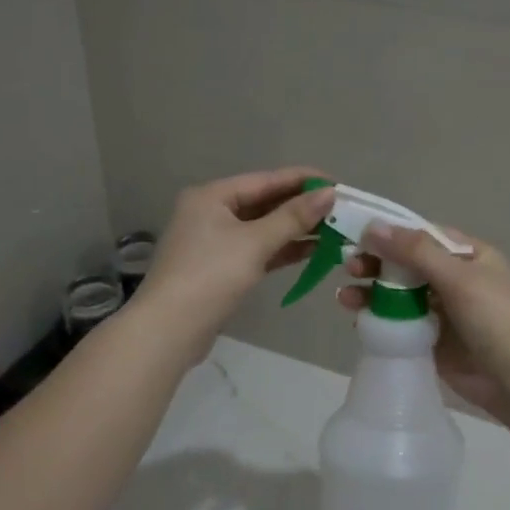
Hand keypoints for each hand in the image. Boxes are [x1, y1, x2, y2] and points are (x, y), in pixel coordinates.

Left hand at [137, 167, 336, 352]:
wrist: (169, 330)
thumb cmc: (210, 276)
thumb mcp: (255, 242)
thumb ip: (293, 217)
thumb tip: (329, 193)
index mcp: (212, 196)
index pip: (265, 179)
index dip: (302, 180)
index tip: (337, 183)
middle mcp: (210, 212)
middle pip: (263, 202)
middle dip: (301, 206)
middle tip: (340, 209)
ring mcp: (213, 242)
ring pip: (262, 228)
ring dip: (294, 229)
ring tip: (334, 230)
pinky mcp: (219, 268)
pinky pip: (257, 250)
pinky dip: (281, 249)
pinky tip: (311, 251)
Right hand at [337, 224, 509, 430]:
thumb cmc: (494, 318)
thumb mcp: (457, 277)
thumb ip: (415, 251)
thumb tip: (371, 226)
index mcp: (468, 256)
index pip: (422, 236)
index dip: (390, 234)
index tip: (357, 235)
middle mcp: (454, 279)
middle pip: (406, 264)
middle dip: (376, 264)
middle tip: (349, 267)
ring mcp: (442, 311)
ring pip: (398, 294)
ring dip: (370, 292)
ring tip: (343, 298)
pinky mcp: (431, 339)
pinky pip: (399, 323)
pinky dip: (378, 319)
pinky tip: (357, 319)